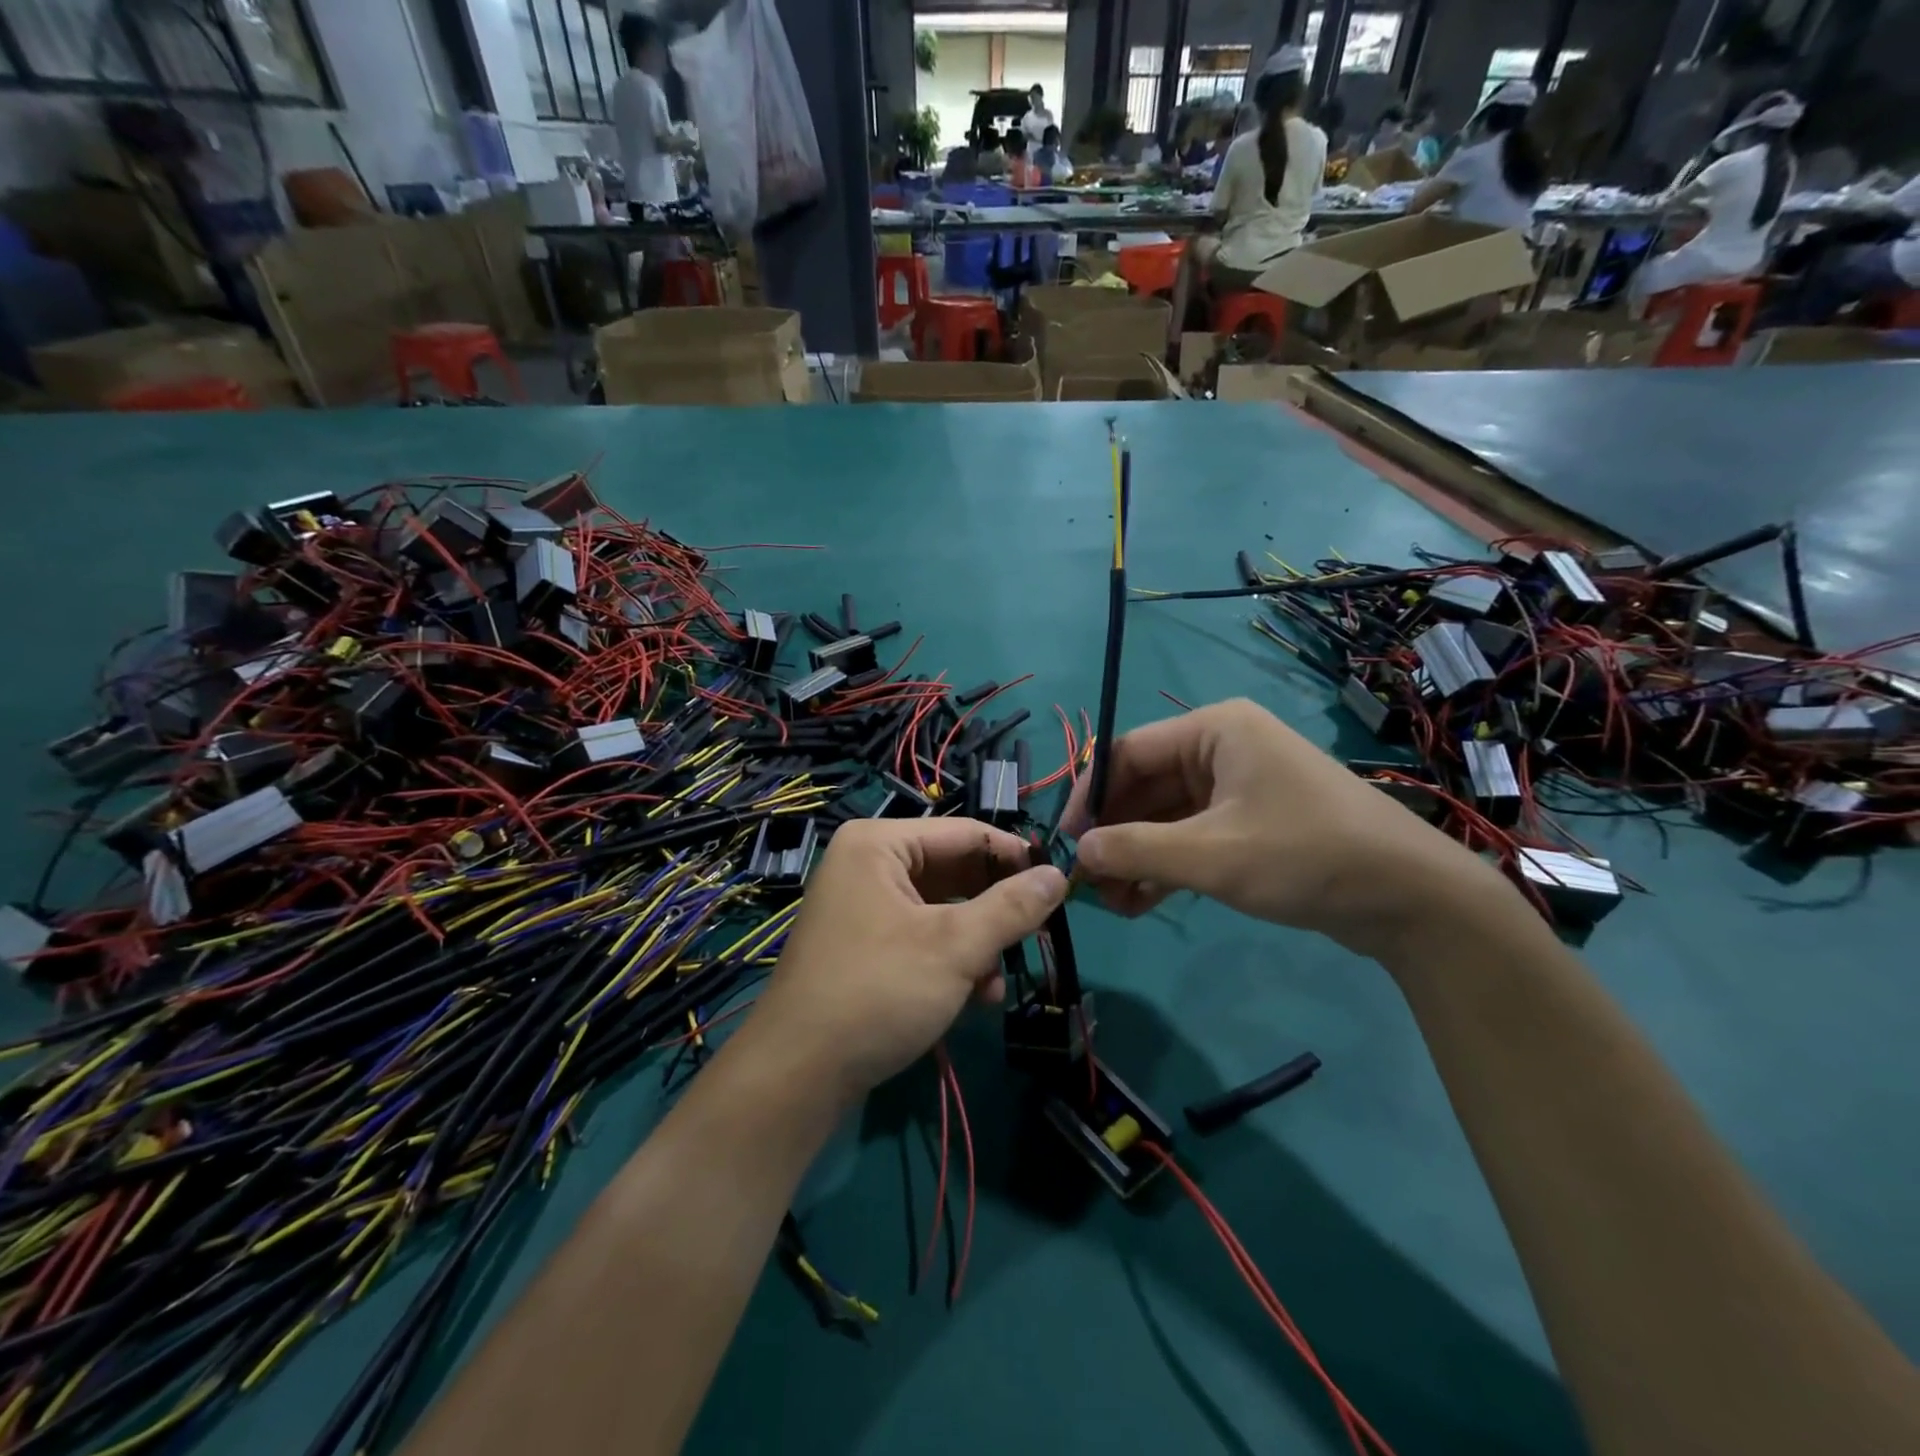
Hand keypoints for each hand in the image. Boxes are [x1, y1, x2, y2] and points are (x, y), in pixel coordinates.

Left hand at [743, 818, 1066, 1106]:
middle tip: (1038, 938)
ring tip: (996, 984)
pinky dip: (952, 961)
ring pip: (943, 909)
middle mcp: (868, 864)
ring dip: (978, 944)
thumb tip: (1059, 875)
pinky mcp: (865, 944)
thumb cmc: (877, 992)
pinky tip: (974, 998)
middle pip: (955, 871)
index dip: (1016, 858)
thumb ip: (1012, 907)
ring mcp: (863, 905)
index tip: (1060, 888)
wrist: (797, 1076)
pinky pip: (922, 936)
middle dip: (995, 910)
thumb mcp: (954, 947)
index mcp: (880, 844)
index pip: (966, 833)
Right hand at [1061, 698, 1499, 956]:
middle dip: (1114, 834)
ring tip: (1112, 903)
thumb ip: (1134, 849)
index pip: (1127, 752)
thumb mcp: (1210, 855)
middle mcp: (1223, 748)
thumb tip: (1076, 854)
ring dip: (1136, 856)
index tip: (1063, 842)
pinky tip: (1142, 901)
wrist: (1412, 899)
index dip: (1089, 796)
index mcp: (1214, 730)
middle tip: (1087, 883)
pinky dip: (1166, 864)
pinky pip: (1191, 835)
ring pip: (1165, 816)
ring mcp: (1238, 786)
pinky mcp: (1251, 822)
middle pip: (1144, 785)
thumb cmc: (1306, 855)